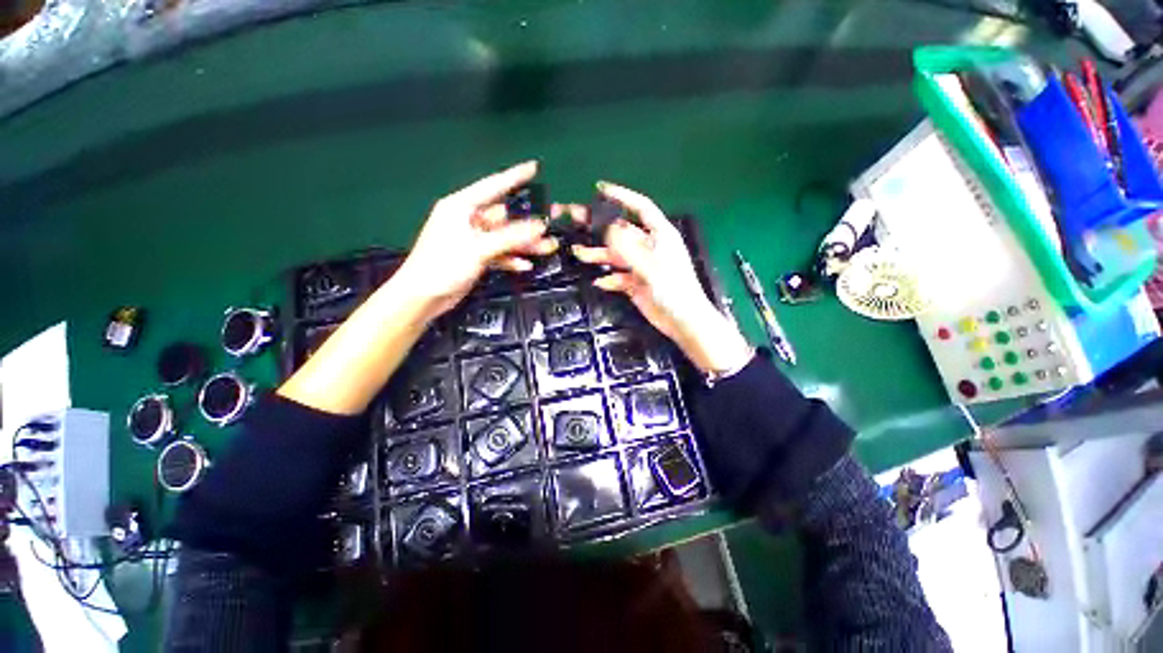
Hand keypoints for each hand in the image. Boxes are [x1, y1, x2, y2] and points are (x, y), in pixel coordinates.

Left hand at [394, 161, 558, 318]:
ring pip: (504, 237)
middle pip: (504, 216)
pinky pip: (499, 253)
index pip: (493, 186)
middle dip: (528, 222)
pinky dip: (511, 258)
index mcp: (462, 206)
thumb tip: (540, 225)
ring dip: (524, 244)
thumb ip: (511, 236)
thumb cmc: (444, 264)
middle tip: (552, 220)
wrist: (423, 296)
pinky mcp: (475, 256)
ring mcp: (473, 239)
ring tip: (548, 247)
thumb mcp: (479, 248)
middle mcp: (468, 219)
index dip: (515, 176)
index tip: (534, 167)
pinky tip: (525, 265)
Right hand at [571, 182, 751, 374]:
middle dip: (599, 226)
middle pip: (621, 231)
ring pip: (616, 255)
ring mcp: (641, 266)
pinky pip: (618, 277)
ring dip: (598, 254)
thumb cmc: (673, 289)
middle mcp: (649, 247)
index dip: (622, 196)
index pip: (640, 207)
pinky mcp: (635, 283)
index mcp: (659, 235)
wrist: (682, 321)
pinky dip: (609, 279)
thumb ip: (628, 247)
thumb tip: (607, 228)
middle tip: (575, 218)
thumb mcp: (650, 265)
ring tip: (578, 253)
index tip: (600, 188)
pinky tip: (599, 282)